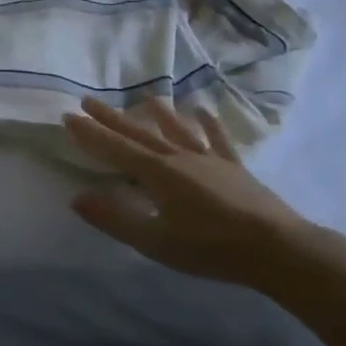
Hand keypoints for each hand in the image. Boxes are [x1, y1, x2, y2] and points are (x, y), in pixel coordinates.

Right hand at [63, 96, 319, 288]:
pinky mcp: (234, 167)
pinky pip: (217, 139)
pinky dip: (208, 123)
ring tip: (144, 97)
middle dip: (112, 119)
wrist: (276, 248)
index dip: (90, 134)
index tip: (68, 116)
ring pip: (177, 129)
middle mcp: (180, 157)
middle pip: (139, 134)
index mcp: (157, 174)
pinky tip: (202, 111)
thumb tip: (77, 198)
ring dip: (158, 114)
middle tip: (89, 101)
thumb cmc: (209, 248)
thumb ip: (115, 219)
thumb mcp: (154, 241)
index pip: (115, 149)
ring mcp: (210, 159)